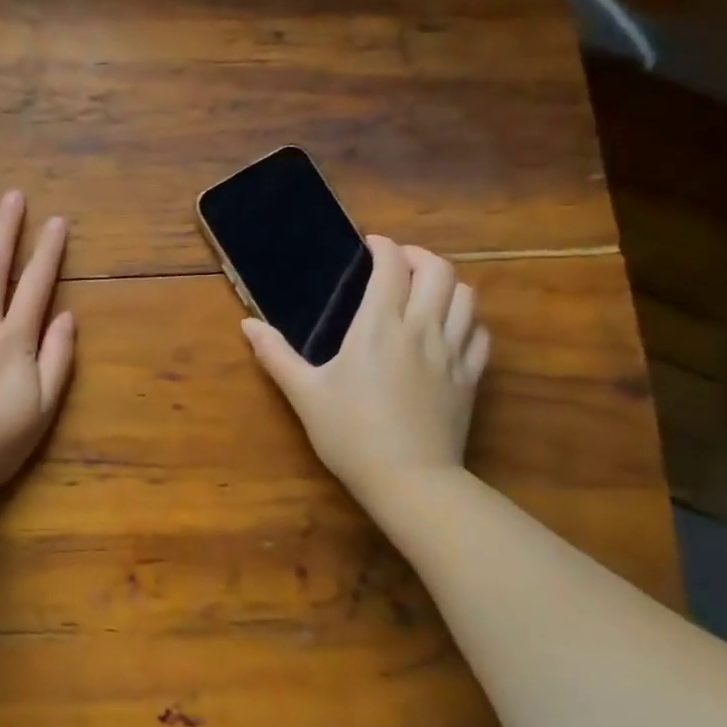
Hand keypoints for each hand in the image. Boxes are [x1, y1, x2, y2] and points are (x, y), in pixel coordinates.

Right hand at [242, 240, 489, 502]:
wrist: (409, 480)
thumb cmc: (350, 434)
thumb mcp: (304, 394)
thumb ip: (275, 355)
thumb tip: (247, 325)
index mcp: (378, 326)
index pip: (392, 266)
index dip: (384, 247)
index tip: (371, 245)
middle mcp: (421, 329)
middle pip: (438, 271)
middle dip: (419, 256)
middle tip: (398, 262)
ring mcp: (452, 353)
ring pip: (466, 297)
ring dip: (447, 283)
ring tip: (426, 290)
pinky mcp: (470, 378)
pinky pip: (480, 334)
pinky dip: (468, 319)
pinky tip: (451, 328)